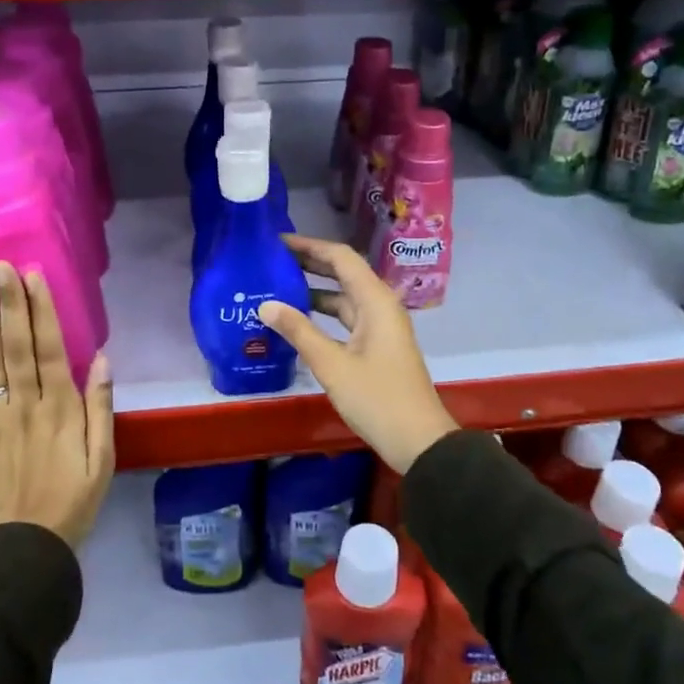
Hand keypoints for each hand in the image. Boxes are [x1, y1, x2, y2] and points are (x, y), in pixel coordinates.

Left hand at [0, 262, 114, 547]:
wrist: (22, 548)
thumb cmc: (72, 502)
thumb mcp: (103, 459)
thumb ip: (100, 408)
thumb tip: (101, 358)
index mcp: (61, 409)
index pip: (49, 348)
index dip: (40, 310)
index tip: (33, 277)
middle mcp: (25, 405)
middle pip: (16, 345)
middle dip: (10, 303)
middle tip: (1, 266)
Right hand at [258, 234, 456, 473]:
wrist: (418, 441)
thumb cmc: (377, 398)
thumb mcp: (332, 364)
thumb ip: (298, 331)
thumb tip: (265, 304)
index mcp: (375, 300)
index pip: (341, 257)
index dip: (310, 246)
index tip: (278, 242)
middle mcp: (380, 305)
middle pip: (343, 273)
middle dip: (310, 264)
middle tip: (272, 260)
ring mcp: (380, 326)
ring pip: (344, 297)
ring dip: (315, 290)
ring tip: (277, 286)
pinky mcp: (377, 345)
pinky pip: (347, 318)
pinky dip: (323, 314)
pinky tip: (298, 320)